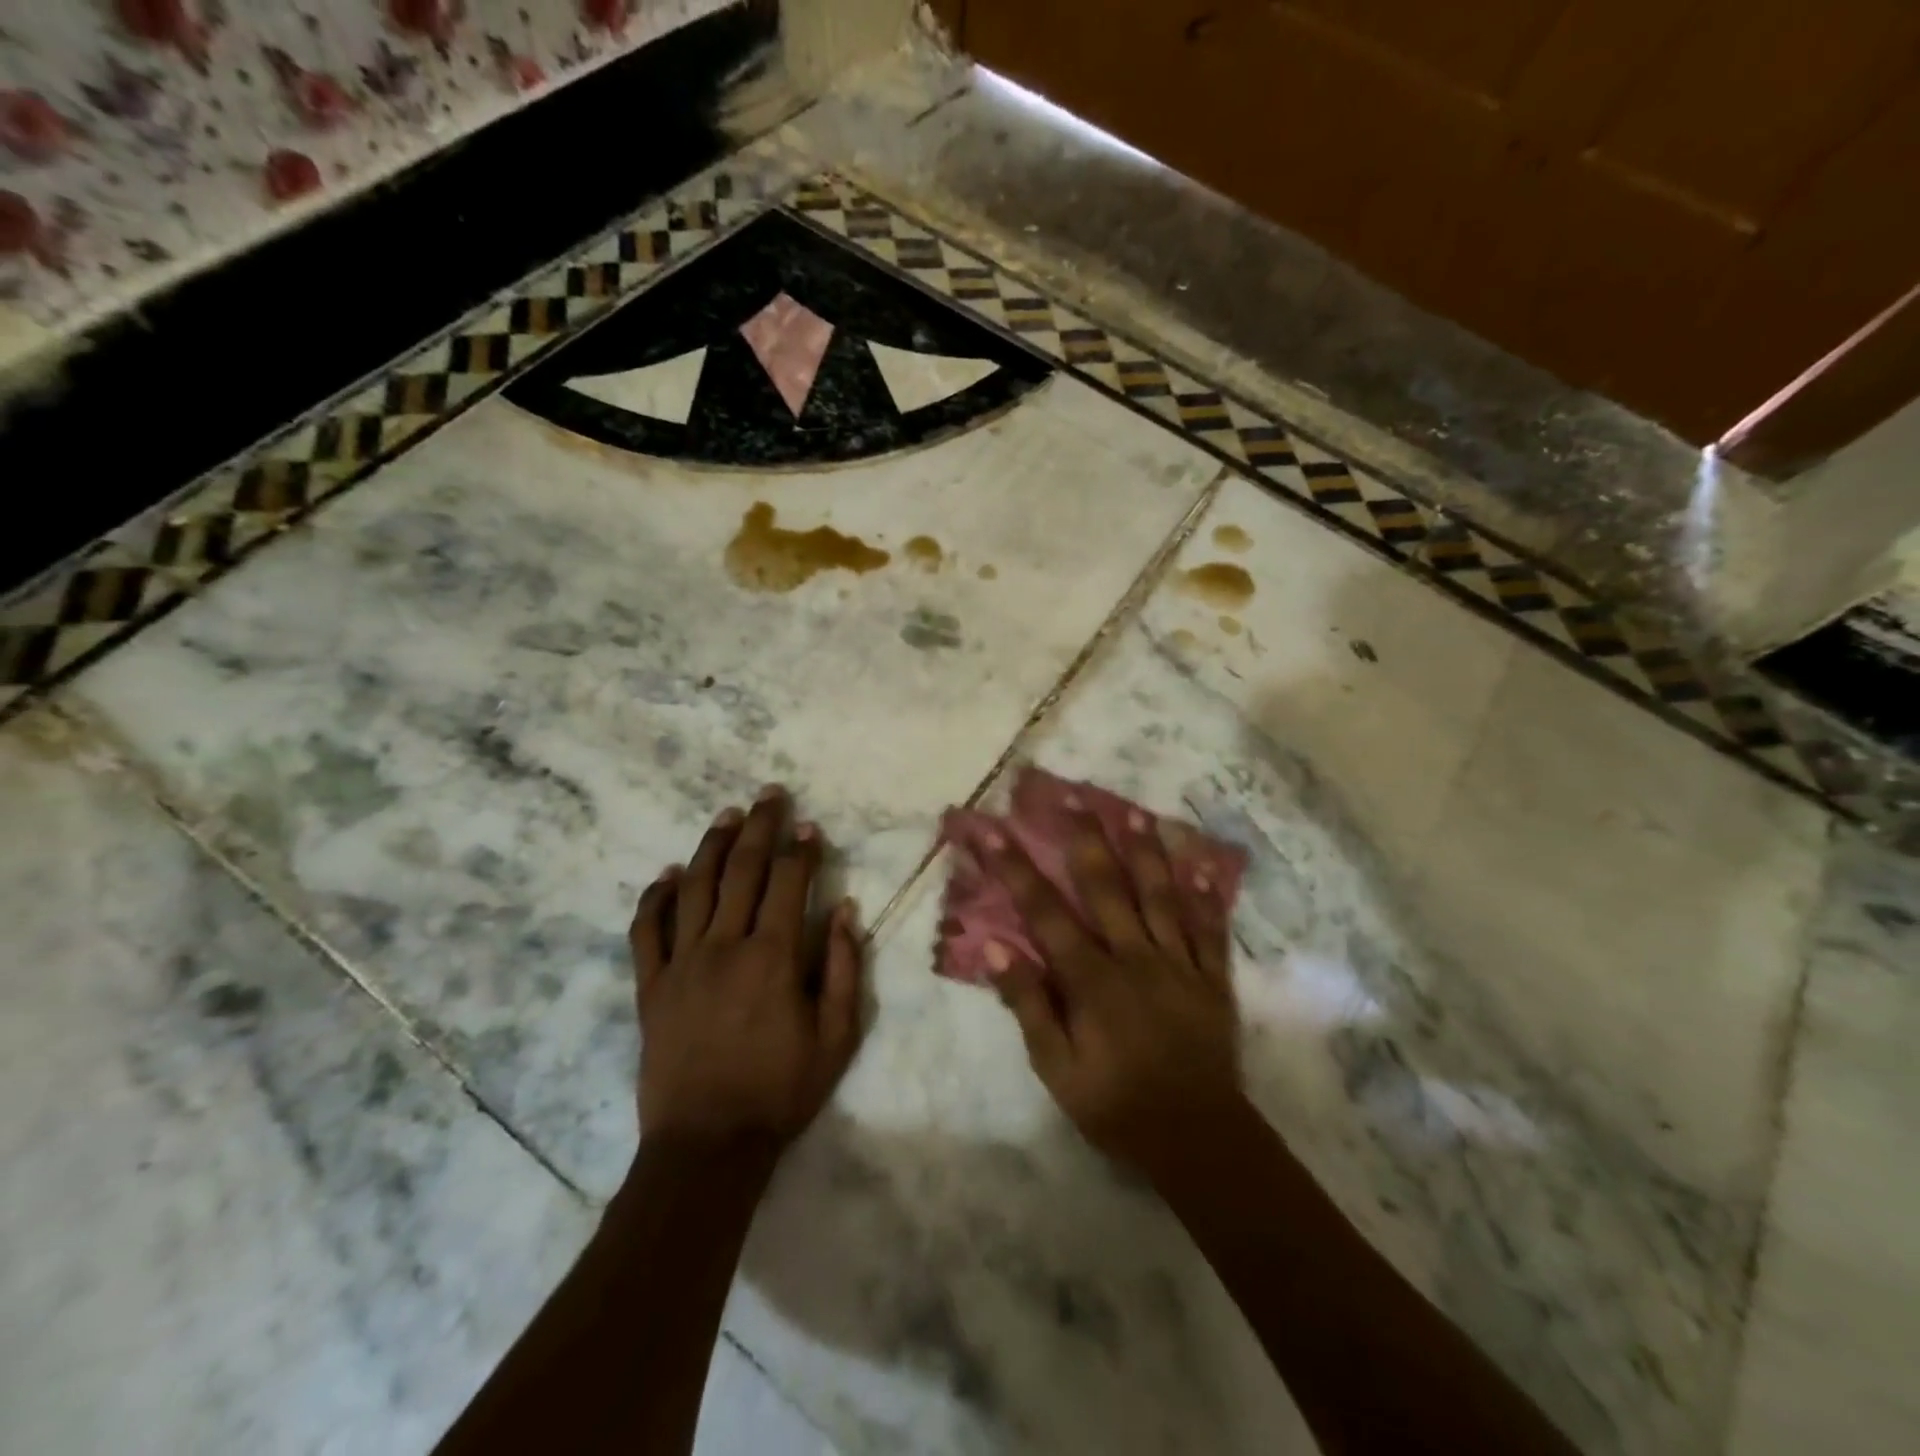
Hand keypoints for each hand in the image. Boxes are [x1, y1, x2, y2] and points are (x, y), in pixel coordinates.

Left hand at [628, 788, 864, 1152]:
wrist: (707, 1145)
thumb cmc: (781, 1091)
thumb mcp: (836, 1036)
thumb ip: (843, 967)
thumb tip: (843, 909)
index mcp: (772, 957)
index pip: (788, 884)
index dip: (801, 850)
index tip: (810, 826)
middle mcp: (724, 947)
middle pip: (741, 871)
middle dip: (759, 828)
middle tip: (768, 795)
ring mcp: (681, 964)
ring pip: (694, 888)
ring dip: (711, 846)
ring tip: (726, 815)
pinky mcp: (650, 987)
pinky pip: (647, 931)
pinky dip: (656, 897)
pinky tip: (668, 874)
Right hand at [983, 806, 1242, 1177]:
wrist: (1197, 1139)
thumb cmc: (1116, 1105)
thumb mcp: (1057, 1069)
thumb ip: (1029, 1005)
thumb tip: (995, 949)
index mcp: (1092, 978)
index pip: (1044, 911)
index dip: (1014, 867)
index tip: (991, 830)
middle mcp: (1134, 956)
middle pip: (1106, 885)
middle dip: (1083, 836)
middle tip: (1068, 794)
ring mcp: (1178, 962)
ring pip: (1160, 894)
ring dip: (1145, 850)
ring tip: (1133, 811)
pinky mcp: (1212, 977)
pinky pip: (1209, 928)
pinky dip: (1203, 895)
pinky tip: (1198, 865)